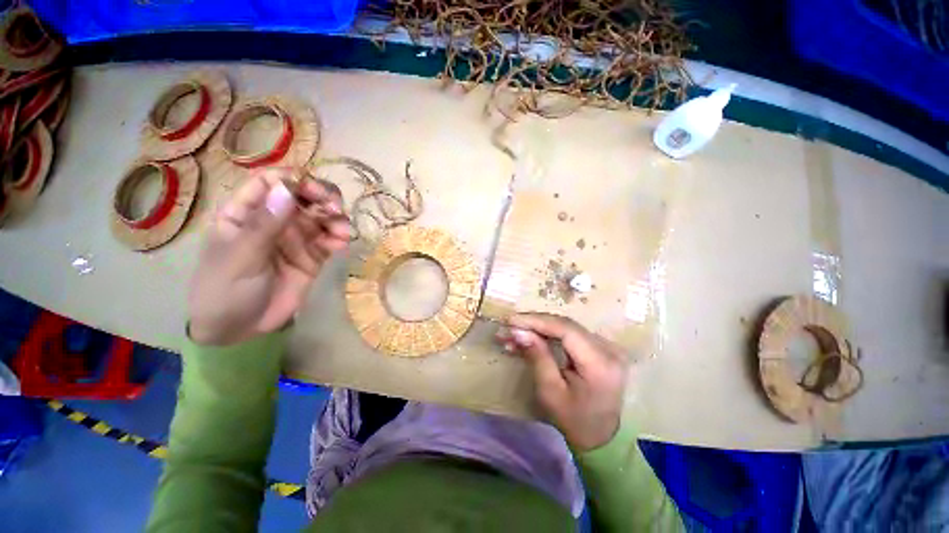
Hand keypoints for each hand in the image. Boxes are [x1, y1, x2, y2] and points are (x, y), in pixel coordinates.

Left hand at [188, 169, 350, 345]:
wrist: (239, 329)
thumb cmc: (225, 290)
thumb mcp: (239, 258)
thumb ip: (264, 225)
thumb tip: (287, 189)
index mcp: (246, 213)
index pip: (271, 183)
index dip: (294, 180)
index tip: (313, 191)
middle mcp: (275, 220)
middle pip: (303, 196)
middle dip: (322, 198)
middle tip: (335, 209)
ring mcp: (295, 238)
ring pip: (321, 217)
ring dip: (336, 219)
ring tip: (342, 232)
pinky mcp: (312, 256)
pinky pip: (330, 240)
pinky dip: (339, 238)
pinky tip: (341, 244)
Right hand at [497, 313, 626, 450]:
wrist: (601, 437)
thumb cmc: (574, 420)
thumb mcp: (551, 391)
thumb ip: (537, 356)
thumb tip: (518, 331)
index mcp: (600, 363)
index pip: (565, 329)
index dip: (536, 321)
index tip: (511, 320)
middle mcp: (607, 349)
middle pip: (564, 325)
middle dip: (533, 324)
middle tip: (508, 327)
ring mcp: (605, 346)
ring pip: (564, 327)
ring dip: (537, 329)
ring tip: (512, 334)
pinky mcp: (599, 347)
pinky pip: (568, 334)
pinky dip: (547, 334)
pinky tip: (528, 338)